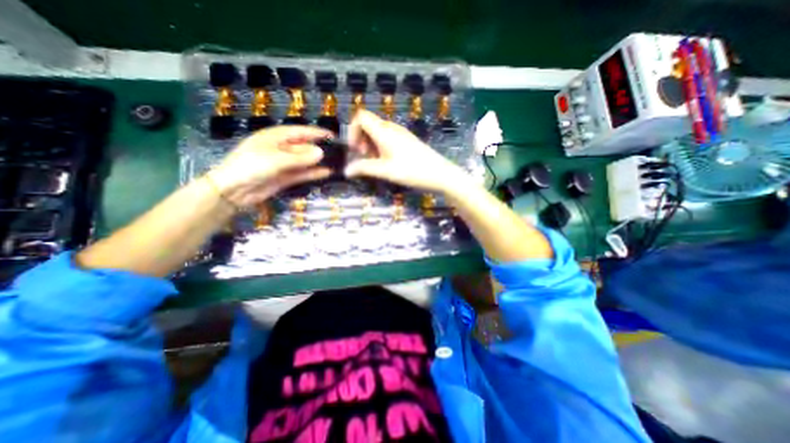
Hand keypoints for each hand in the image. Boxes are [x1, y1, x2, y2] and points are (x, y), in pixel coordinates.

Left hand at [205, 125, 329, 207]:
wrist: (233, 191)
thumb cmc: (250, 167)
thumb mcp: (276, 159)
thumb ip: (300, 157)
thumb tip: (321, 153)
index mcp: (274, 137)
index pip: (299, 132)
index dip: (315, 133)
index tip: (332, 136)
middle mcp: (279, 149)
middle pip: (303, 147)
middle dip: (318, 149)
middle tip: (336, 153)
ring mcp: (282, 164)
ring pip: (303, 161)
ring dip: (317, 162)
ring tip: (334, 163)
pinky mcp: (284, 178)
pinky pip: (301, 173)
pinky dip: (312, 173)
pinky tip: (325, 173)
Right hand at [345, 109, 467, 192]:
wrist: (440, 174)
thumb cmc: (412, 171)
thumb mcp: (386, 171)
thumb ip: (364, 168)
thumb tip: (346, 171)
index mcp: (384, 131)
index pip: (361, 116)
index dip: (353, 130)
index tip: (356, 150)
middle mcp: (392, 128)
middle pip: (368, 124)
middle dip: (361, 139)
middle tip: (365, 158)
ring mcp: (401, 134)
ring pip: (378, 132)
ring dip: (371, 145)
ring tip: (376, 163)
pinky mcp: (407, 141)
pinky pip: (388, 138)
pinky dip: (381, 147)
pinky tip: (387, 162)